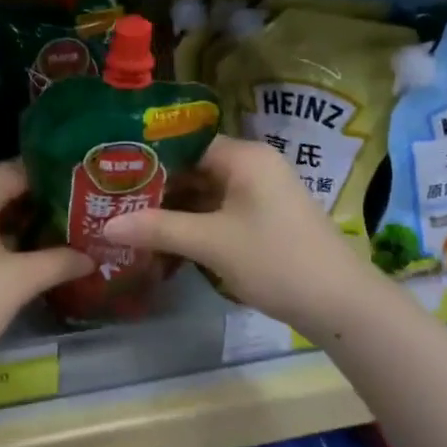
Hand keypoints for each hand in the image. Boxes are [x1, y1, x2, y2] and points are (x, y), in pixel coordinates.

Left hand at [0, 160, 91, 385]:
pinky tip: (28, 251)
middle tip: (83, 215)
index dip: (57, 181)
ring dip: (22, 220)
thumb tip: (92, 257)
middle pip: (5, 185)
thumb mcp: (19, 282)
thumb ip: (59, 262)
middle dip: (42, 202)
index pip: (23, 169)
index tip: (88, 193)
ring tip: (64, 233)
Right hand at [101, 136, 382, 337]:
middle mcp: (254, 165)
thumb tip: (105, 226)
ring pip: (206, 192)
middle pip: (194, 168)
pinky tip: (167, 240)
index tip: (113, 174)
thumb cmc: (276, 260)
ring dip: (175, 209)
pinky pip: (221, 210)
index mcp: (244, 156)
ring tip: (132, 221)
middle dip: (158, 188)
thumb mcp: (211, 243)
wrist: (341, 303)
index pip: (185, 144)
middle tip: (114, 201)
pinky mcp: (266, 217)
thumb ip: (157, 229)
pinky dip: (196, 223)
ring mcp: (262, 192)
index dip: (149, 159)